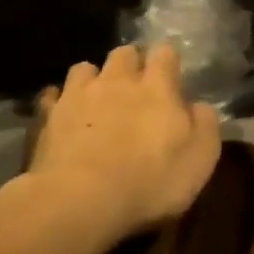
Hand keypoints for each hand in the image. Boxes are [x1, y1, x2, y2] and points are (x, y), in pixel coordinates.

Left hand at [28, 43, 222, 247]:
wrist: (81, 200)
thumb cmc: (151, 180)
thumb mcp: (200, 158)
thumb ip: (205, 124)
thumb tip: (200, 106)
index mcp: (157, 87)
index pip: (165, 53)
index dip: (168, 60)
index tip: (171, 74)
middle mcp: (118, 81)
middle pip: (124, 53)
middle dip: (131, 63)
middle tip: (136, 84)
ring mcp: (79, 96)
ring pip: (85, 68)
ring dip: (94, 78)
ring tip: (97, 96)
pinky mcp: (48, 117)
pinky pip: (52, 96)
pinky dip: (59, 100)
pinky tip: (62, 114)